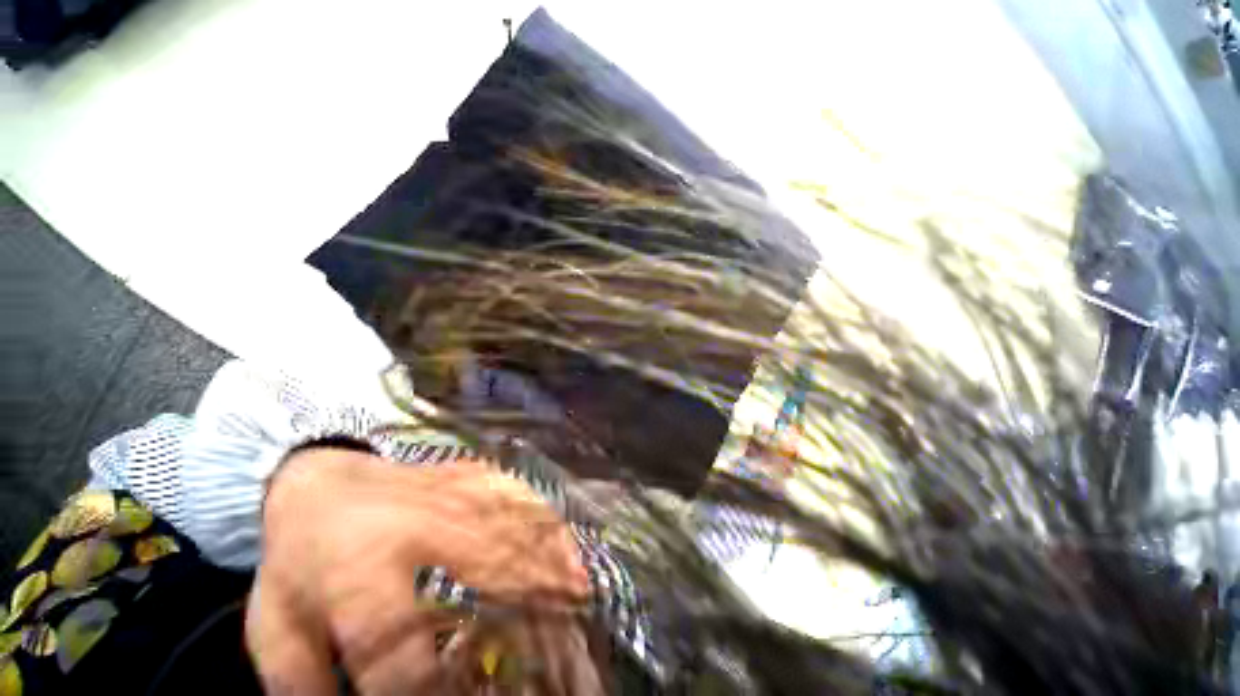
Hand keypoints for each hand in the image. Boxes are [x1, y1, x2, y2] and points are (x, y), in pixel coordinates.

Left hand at [245, 447, 600, 693]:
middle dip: (527, 611)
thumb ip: (305, 688)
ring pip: (514, 527)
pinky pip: (521, 498)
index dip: (429, 694)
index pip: (396, 649)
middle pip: (483, 569)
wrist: (320, 480)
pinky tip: (567, 547)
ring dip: (550, 564)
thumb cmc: (298, 560)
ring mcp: (453, 492)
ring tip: (580, 599)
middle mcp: (416, 526)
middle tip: (562, 650)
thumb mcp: (276, 631)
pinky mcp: (472, 476)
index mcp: (356, 570)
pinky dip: (549, 524)